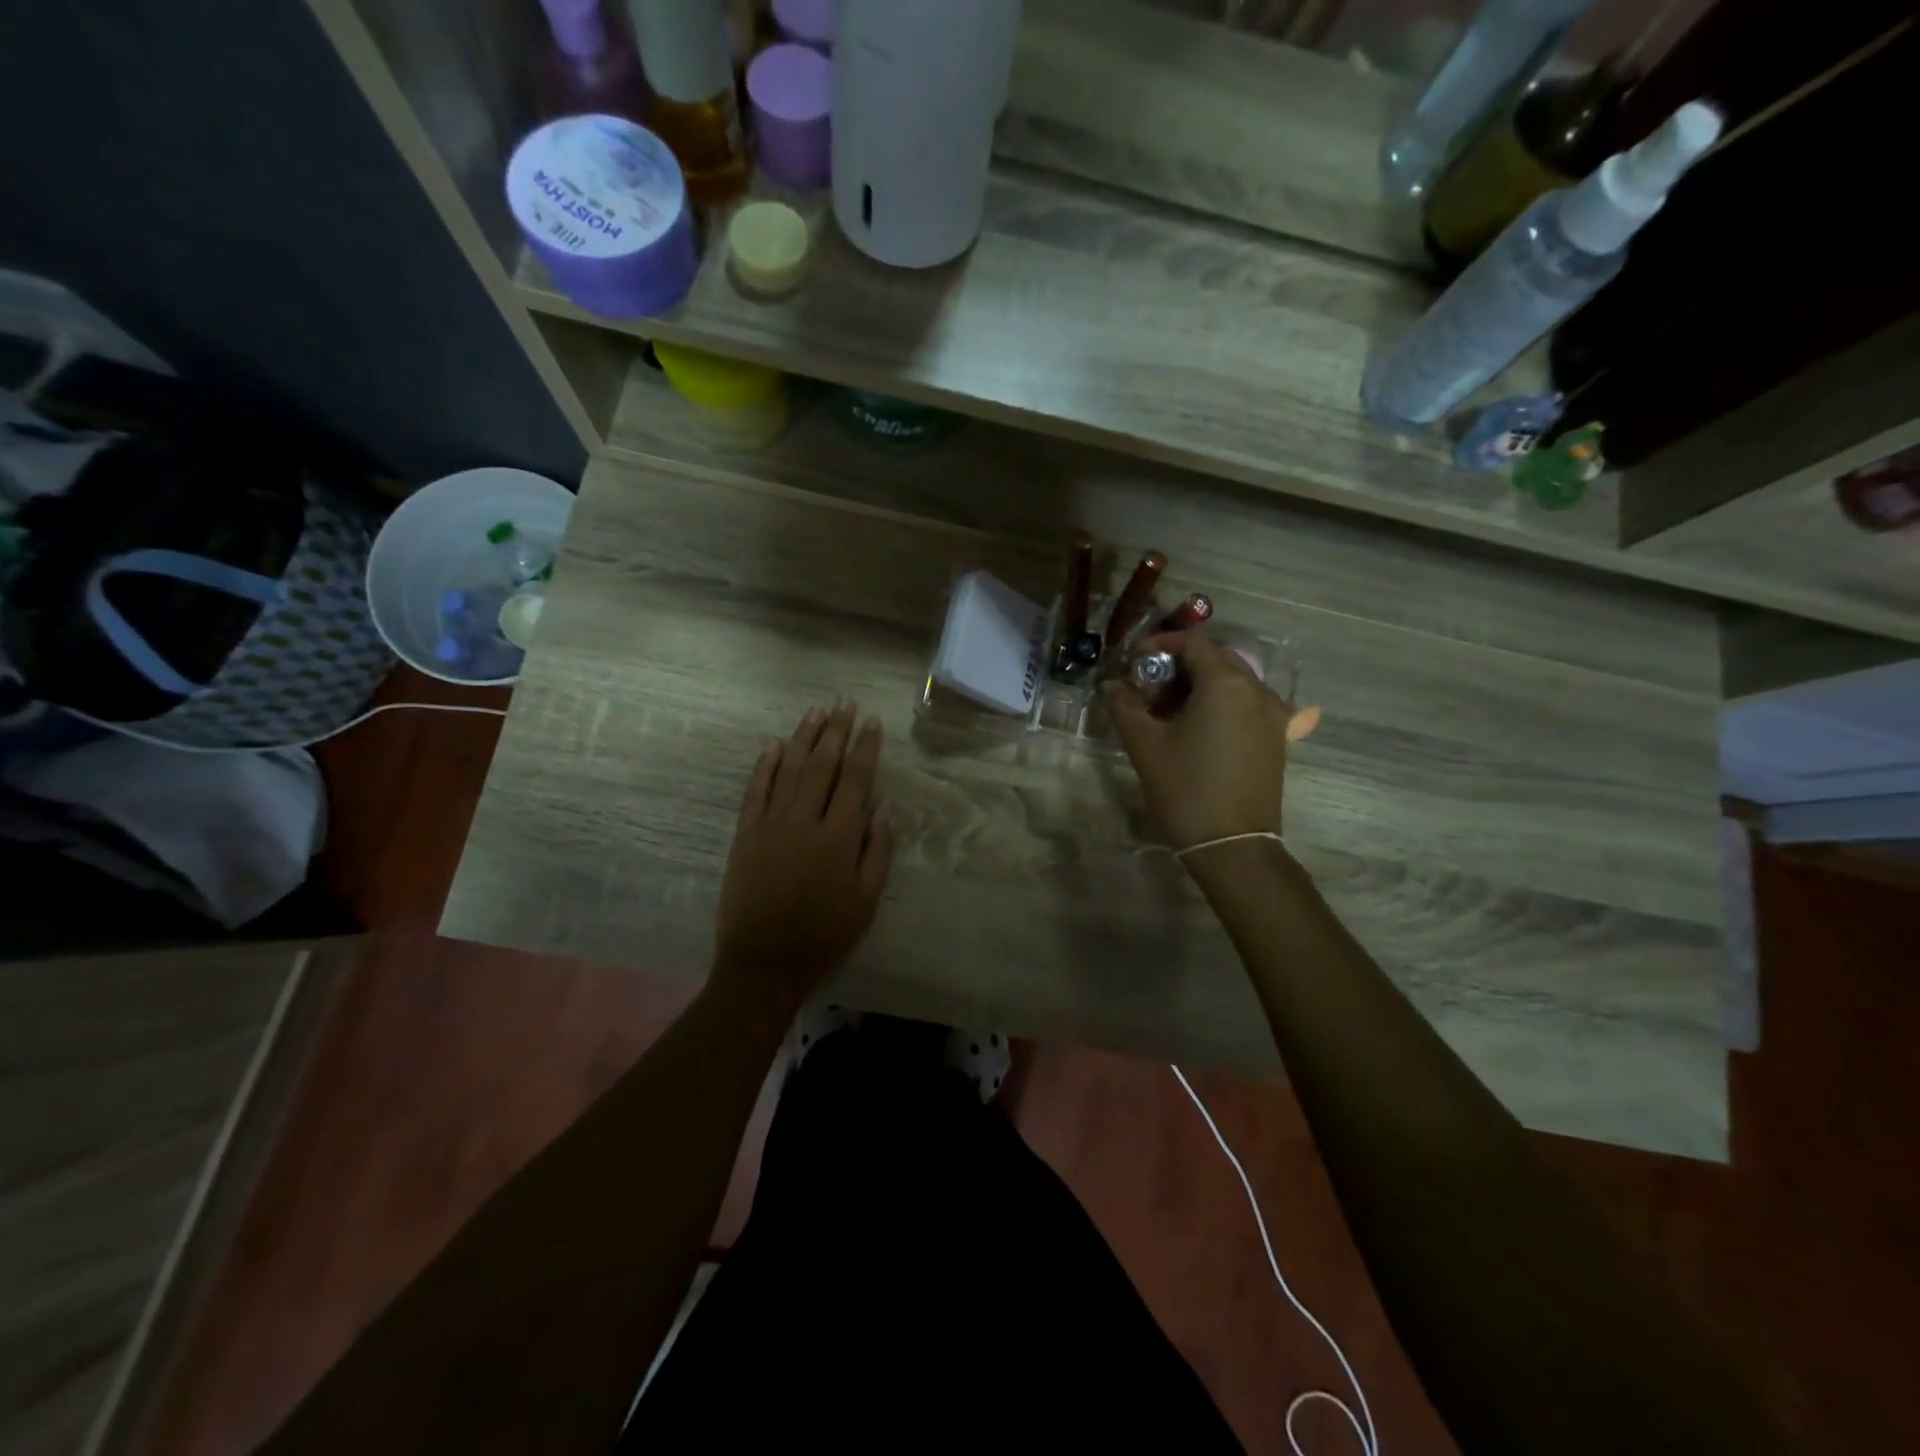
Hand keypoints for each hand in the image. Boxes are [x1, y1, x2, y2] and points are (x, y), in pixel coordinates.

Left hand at [711, 700, 893, 1011]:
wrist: (764, 963)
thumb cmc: (824, 936)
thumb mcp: (865, 901)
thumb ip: (877, 851)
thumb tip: (884, 807)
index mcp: (838, 838)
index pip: (855, 780)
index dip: (865, 749)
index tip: (872, 722)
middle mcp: (804, 821)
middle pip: (822, 766)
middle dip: (836, 731)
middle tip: (844, 702)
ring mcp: (770, 825)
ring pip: (789, 770)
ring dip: (803, 738)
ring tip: (816, 712)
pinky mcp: (745, 835)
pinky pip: (755, 792)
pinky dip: (765, 766)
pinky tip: (773, 745)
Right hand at [1104, 633, 1290, 851]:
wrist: (1232, 845)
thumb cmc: (1185, 789)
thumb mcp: (1144, 745)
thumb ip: (1125, 706)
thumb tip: (1113, 686)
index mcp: (1226, 683)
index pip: (1193, 643)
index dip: (1160, 645)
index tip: (1135, 663)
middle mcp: (1257, 689)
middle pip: (1216, 659)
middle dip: (1180, 665)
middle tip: (1149, 689)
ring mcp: (1273, 714)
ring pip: (1233, 681)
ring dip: (1200, 685)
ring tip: (1170, 711)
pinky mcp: (1277, 737)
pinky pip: (1247, 704)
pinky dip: (1221, 704)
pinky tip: (1199, 728)